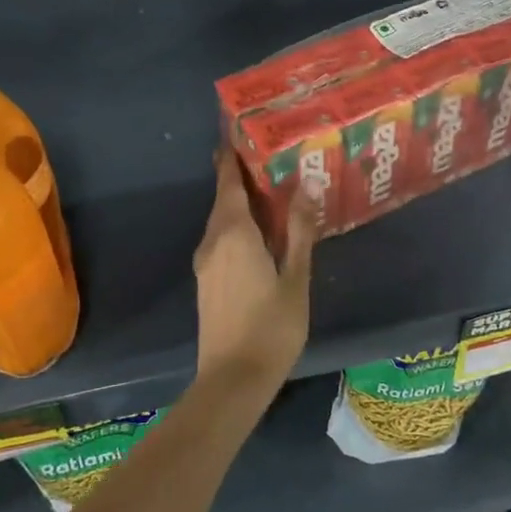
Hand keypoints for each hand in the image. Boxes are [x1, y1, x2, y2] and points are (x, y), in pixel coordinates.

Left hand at [192, 149, 318, 388]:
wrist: (232, 379)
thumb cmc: (271, 328)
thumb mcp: (295, 278)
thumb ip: (299, 231)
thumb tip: (304, 187)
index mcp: (234, 233)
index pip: (228, 182)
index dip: (230, 157)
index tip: (237, 132)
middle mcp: (213, 241)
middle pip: (224, 199)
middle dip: (240, 177)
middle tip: (268, 157)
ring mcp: (206, 263)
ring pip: (222, 220)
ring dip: (240, 202)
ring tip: (269, 190)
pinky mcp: (207, 281)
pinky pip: (221, 239)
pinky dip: (237, 225)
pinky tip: (259, 232)